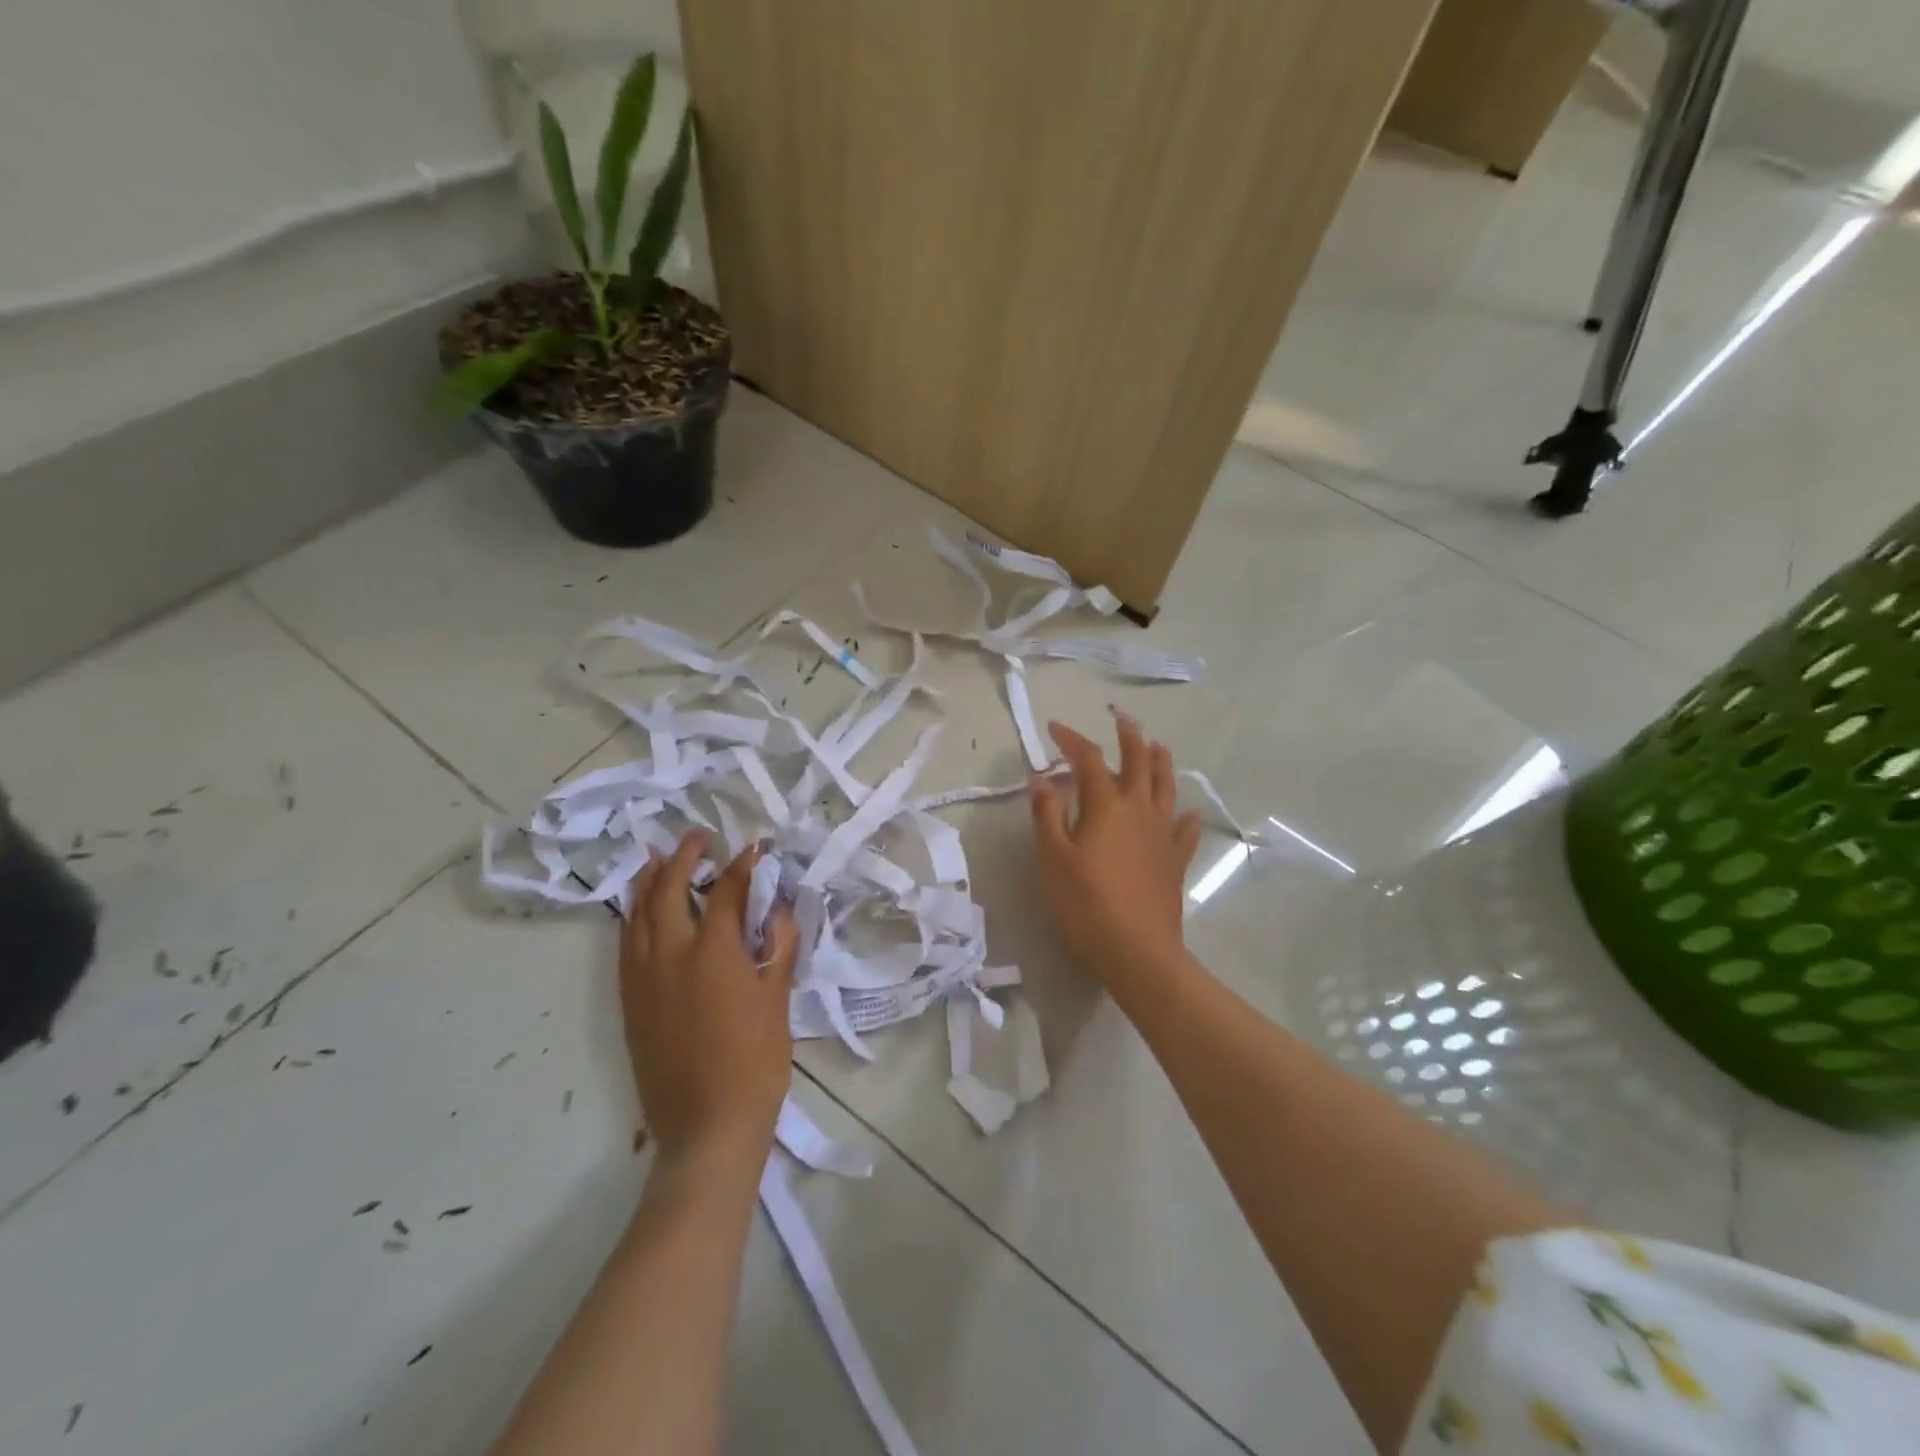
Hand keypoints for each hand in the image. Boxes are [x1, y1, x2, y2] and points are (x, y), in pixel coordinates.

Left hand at [620, 831, 798, 1169]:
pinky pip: (625, 945)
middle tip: (697, 837)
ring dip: (648, 880)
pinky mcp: (629, 1002)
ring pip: (637, 914)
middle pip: (668, 890)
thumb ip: (778, 947)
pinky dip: (633, 917)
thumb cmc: (755, 1061)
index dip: (741, 866)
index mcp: (712, 952)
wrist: (707, 1126)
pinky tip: (641, 911)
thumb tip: (779, 908)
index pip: (725, 891)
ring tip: (658, 858)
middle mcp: (670, 955)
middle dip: (682, 857)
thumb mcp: (777, 1000)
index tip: (753, 848)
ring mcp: (642, 979)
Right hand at [1028, 714, 1201, 991]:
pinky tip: (1188, 814)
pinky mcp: (1175, 861)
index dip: (1071, 739)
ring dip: (1160, 762)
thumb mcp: (1054, 859)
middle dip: (1129, 736)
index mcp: (1107, 806)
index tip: (1054, 728)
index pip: (1089, 760)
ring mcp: (1162, 835)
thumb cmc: (1086, 904)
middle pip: (1138, 762)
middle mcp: (1139, 810)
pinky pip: (1185, 832)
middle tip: (1121, 718)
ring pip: (1166, 788)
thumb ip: (1047, 815)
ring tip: (1158, 745)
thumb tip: (1041, 779)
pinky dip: (1186, 818)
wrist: (1138, 951)